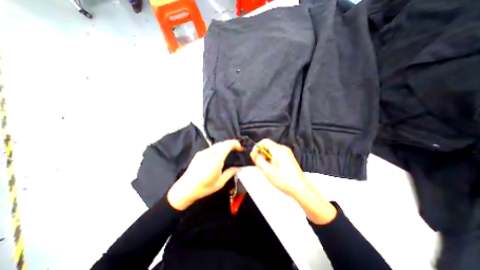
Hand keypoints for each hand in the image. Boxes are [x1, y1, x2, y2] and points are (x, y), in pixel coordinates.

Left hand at [167, 139, 243, 210]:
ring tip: (231, 150)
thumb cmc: (203, 188)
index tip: (241, 148)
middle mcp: (209, 154)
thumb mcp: (220, 183)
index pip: (226, 146)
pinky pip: (212, 147)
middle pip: (222, 143)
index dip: (235, 143)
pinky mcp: (199, 153)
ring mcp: (203, 152)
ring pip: (217, 144)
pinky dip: (219, 147)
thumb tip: (240, 168)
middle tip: (238, 149)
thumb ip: (230, 173)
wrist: (184, 189)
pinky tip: (221, 153)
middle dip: (232, 143)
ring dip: (225, 145)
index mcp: (215, 161)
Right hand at [249, 139, 304, 196]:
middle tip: (260, 163)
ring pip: (272, 150)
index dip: (257, 147)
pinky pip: (277, 153)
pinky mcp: (288, 157)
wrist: (299, 188)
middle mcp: (283, 148)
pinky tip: (272, 167)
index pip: (264, 141)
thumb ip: (258, 159)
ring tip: (266, 167)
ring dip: (266, 156)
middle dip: (262, 153)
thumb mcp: (267, 170)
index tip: (254, 155)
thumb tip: (252, 153)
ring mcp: (287, 152)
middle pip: (268, 145)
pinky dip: (272, 158)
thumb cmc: (283, 180)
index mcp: (278, 150)